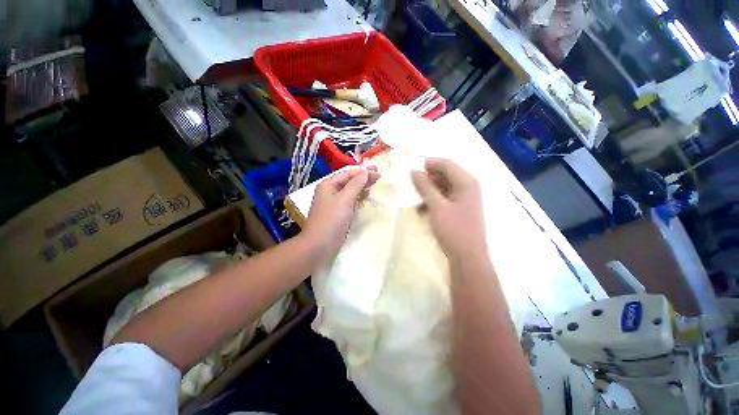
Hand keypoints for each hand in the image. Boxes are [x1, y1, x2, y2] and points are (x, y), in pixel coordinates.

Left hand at [303, 167, 379, 264]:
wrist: (319, 245)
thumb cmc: (331, 220)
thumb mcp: (345, 199)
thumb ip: (356, 184)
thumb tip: (365, 171)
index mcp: (328, 185)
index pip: (347, 173)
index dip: (362, 171)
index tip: (378, 170)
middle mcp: (329, 192)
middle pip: (348, 181)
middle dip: (363, 178)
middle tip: (379, 176)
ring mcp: (333, 205)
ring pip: (349, 192)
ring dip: (361, 187)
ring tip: (374, 184)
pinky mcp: (337, 215)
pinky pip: (349, 202)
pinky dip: (358, 198)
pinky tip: (365, 198)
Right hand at [411, 158, 485, 259]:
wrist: (469, 258)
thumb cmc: (454, 231)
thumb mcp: (437, 207)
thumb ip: (425, 187)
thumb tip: (414, 171)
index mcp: (467, 182)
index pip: (446, 163)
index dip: (428, 164)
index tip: (410, 171)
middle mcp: (469, 187)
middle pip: (447, 174)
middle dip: (429, 178)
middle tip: (412, 186)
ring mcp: (468, 199)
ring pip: (446, 186)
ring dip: (431, 190)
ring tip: (416, 199)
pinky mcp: (464, 211)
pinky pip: (448, 198)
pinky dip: (436, 200)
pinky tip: (423, 209)